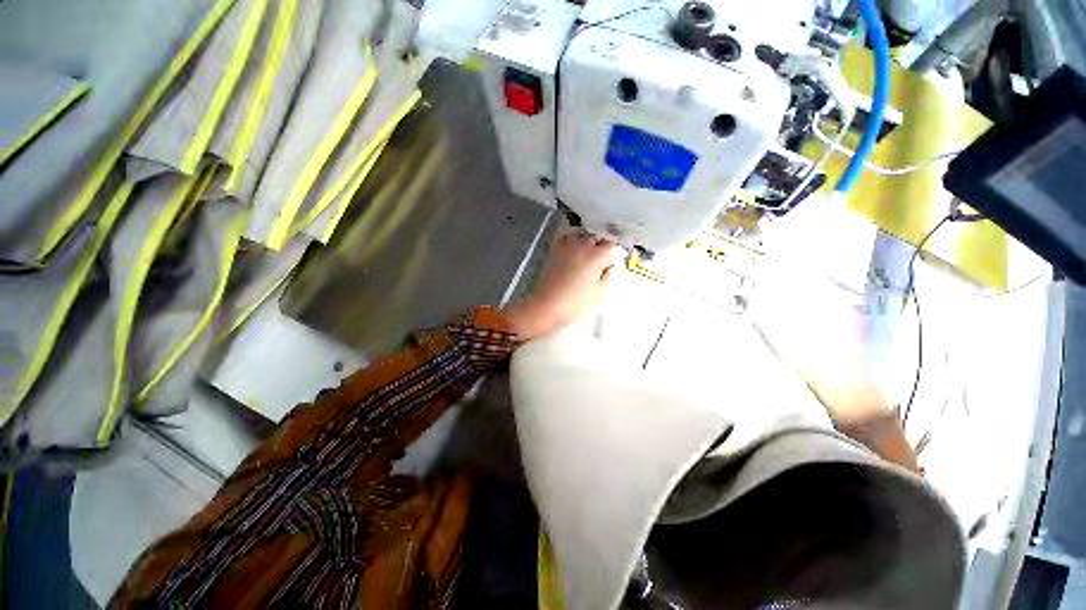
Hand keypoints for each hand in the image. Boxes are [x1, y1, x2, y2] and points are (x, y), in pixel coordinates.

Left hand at [505, 230, 618, 339]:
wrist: (548, 304)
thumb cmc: (575, 302)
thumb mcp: (600, 294)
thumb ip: (608, 277)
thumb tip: (608, 269)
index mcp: (597, 255)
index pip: (613, 246)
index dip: (615, 255)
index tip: (613, 263)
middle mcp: (583, 246)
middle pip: (598, 239)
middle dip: (602, 247)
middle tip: (602, 261)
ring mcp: (567, 246)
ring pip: (582, 235)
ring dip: (587, 242)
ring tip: (588, 254)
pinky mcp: (554, 250)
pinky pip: (565, 238)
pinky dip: (571, 241)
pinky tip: (572, 250)